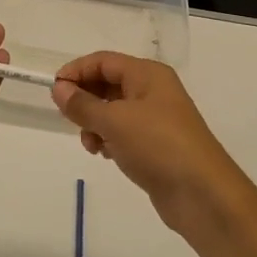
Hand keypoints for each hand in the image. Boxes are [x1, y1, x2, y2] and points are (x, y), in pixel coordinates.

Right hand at [51, 53, 250, 238]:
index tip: (54, 89)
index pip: (103, 61)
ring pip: (113, 110)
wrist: (202, 195)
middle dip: (85, 99)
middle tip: (68, 118)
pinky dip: (109, 139)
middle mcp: (153, 91)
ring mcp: (156, 119)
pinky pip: (123, 132)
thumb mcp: (114, 121)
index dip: (76, 71)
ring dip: (94, 123)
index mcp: (147, 74)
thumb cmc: (158, 145)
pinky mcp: (155, 145)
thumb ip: (82, 104)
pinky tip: (105, 154)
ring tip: (91, 143)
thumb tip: (59, 88)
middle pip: (108, 84)